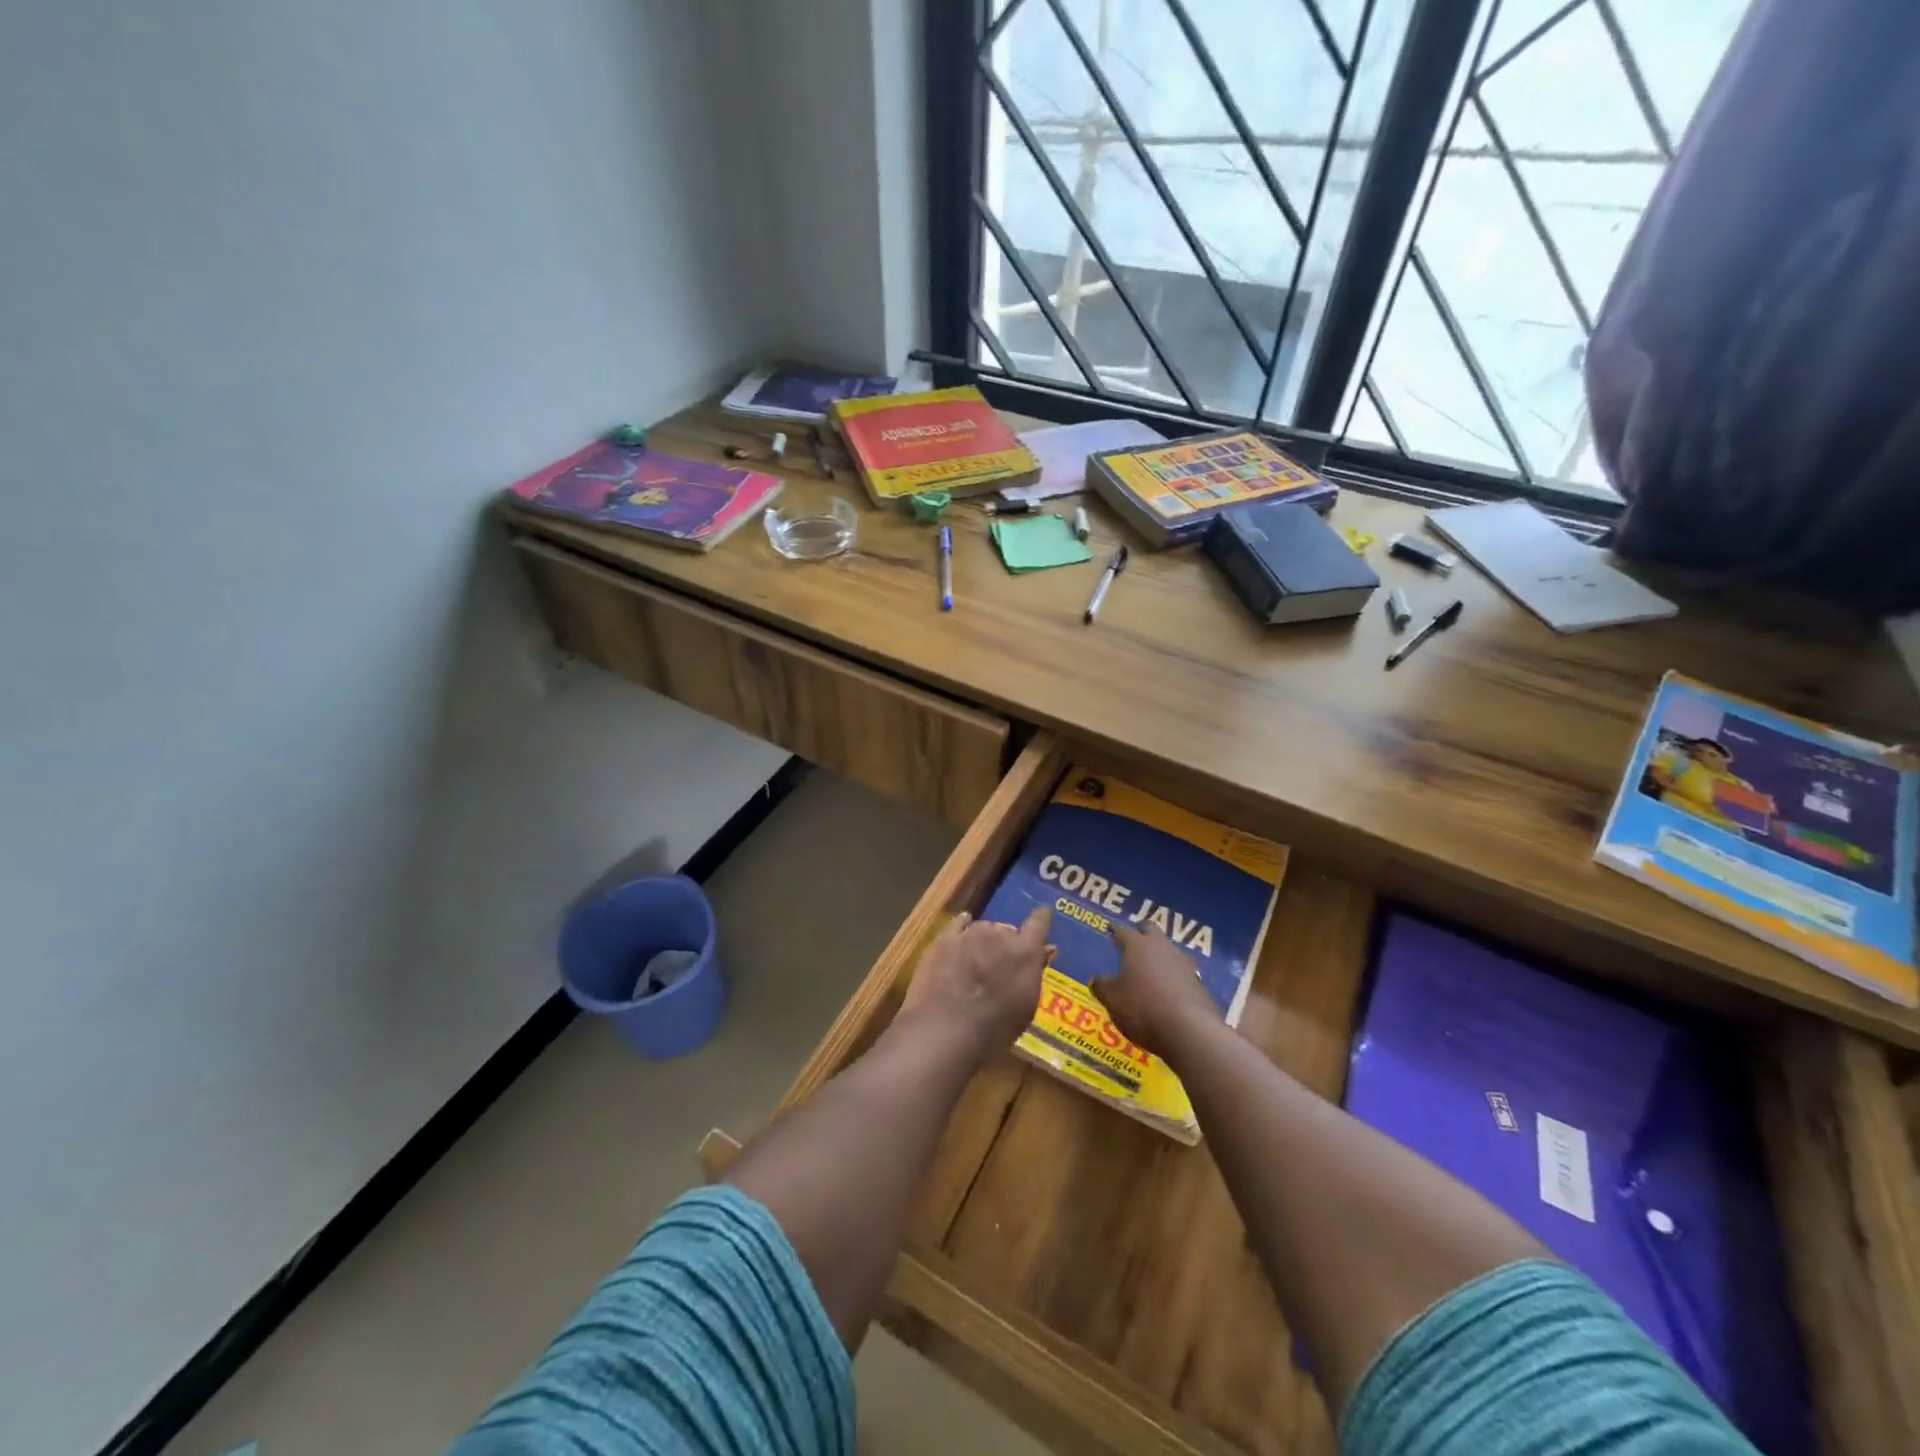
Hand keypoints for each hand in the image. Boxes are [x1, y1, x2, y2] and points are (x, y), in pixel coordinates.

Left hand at [901, 907, 1050, 1061]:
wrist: (947, 1029)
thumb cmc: (995, 1028)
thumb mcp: (1026, 1007)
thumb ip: (1035, 972)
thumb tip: (1046, 950)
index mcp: (1025, 951)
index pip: (1039, 923)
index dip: (1042, 919)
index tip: (1043, 915)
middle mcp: (999, 934)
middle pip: (1008, 930)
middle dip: (1007, 944)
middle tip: (1001, 964)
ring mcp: (970, 933)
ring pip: (983, 928)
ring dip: (984, 940)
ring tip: (979, 960)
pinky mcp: (944, 938)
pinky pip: (958, 924)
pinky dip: (962, 926)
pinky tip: (962, 929)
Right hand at [1100, 921, 1218, 1058]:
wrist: (1189, 1031)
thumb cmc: (1142, 1009)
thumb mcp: (1113, 1000)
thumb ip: (1102, 987)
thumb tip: (1095, 978)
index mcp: (1137, 946)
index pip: (1123, 931)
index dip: (1115, 929)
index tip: (1110, 928)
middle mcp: (1162, 947)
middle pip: (1151, 930)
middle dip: (1141, 932)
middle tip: (1134, 939)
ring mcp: (1184, 963)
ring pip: (1169, 949)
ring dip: (1160, 954)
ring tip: (1151, 965)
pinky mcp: (1199, 983)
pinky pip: (1182, 972)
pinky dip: (1173, 975)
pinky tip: (1169, 988)